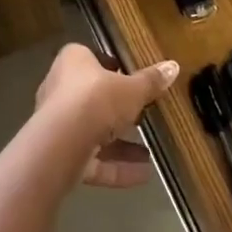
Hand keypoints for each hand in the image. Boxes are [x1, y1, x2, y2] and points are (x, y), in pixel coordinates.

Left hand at [34, 44, 179, 187]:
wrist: (62, 144)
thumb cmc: (96, 100)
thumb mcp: (133, 89)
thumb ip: (151, 81)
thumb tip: (173, 66)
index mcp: (72, 63)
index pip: (89, 58)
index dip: (109, 66)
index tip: (129, 77)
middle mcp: (59, 91)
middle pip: (91, 98)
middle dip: (117, 111)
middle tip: (142, 116)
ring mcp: (57, 126)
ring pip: (92, 134)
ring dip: (120, 145)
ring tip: (148, 152)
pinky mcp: (59, 157)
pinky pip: (92, 161)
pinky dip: (116, 168)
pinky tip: (143, 174)